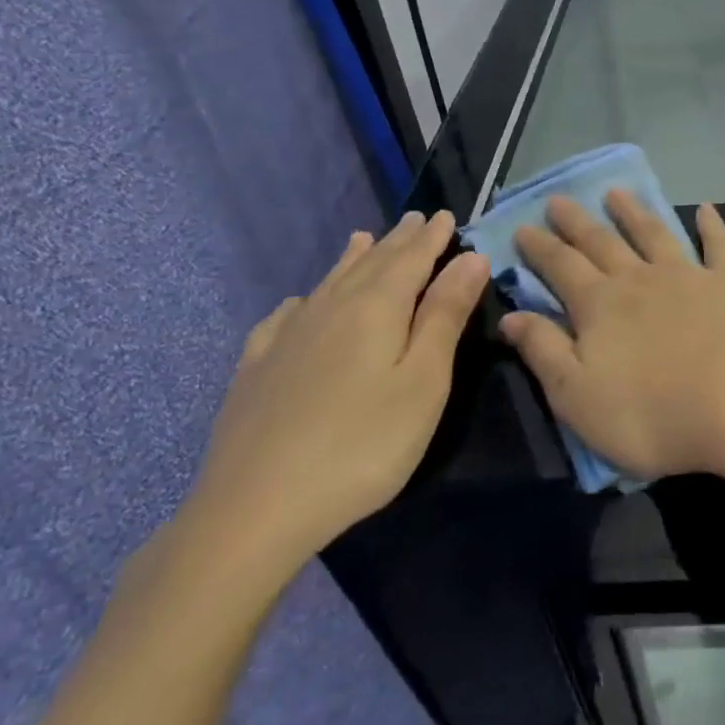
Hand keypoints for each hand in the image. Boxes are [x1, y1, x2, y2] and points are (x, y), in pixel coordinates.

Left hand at [187, 211, 489, 575]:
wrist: (253, 510)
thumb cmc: (362, 444)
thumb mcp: (424, 381)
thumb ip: (445, 315)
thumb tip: (470, 257)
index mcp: (376, 308)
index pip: (412, 259)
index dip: (433, 238)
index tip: (448, 215)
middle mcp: (330, 309)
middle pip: (371, 264)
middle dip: (398, 241)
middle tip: (416, 219)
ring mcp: (286, 338)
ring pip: (328, 283)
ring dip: (353, 259)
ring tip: (363, 239)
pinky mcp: (256, 370)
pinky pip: (284, 317)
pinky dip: (303, 300)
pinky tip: (299, 304)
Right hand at [500, 192, 724, 481]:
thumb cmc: (652, 415)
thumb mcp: (577, 396)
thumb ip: (544, 351)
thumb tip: (511, 315)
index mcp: (600, 306)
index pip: (560, 267)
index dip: (540, 248)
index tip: (523, 226)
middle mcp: (640, 279)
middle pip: (602, 243)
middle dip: (577, 222)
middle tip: (559, 198)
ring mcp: (689, 275)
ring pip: (653, 233)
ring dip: (633, 212)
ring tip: (616, 192)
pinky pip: (719, 245)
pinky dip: (711, 225)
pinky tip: (706, 209)